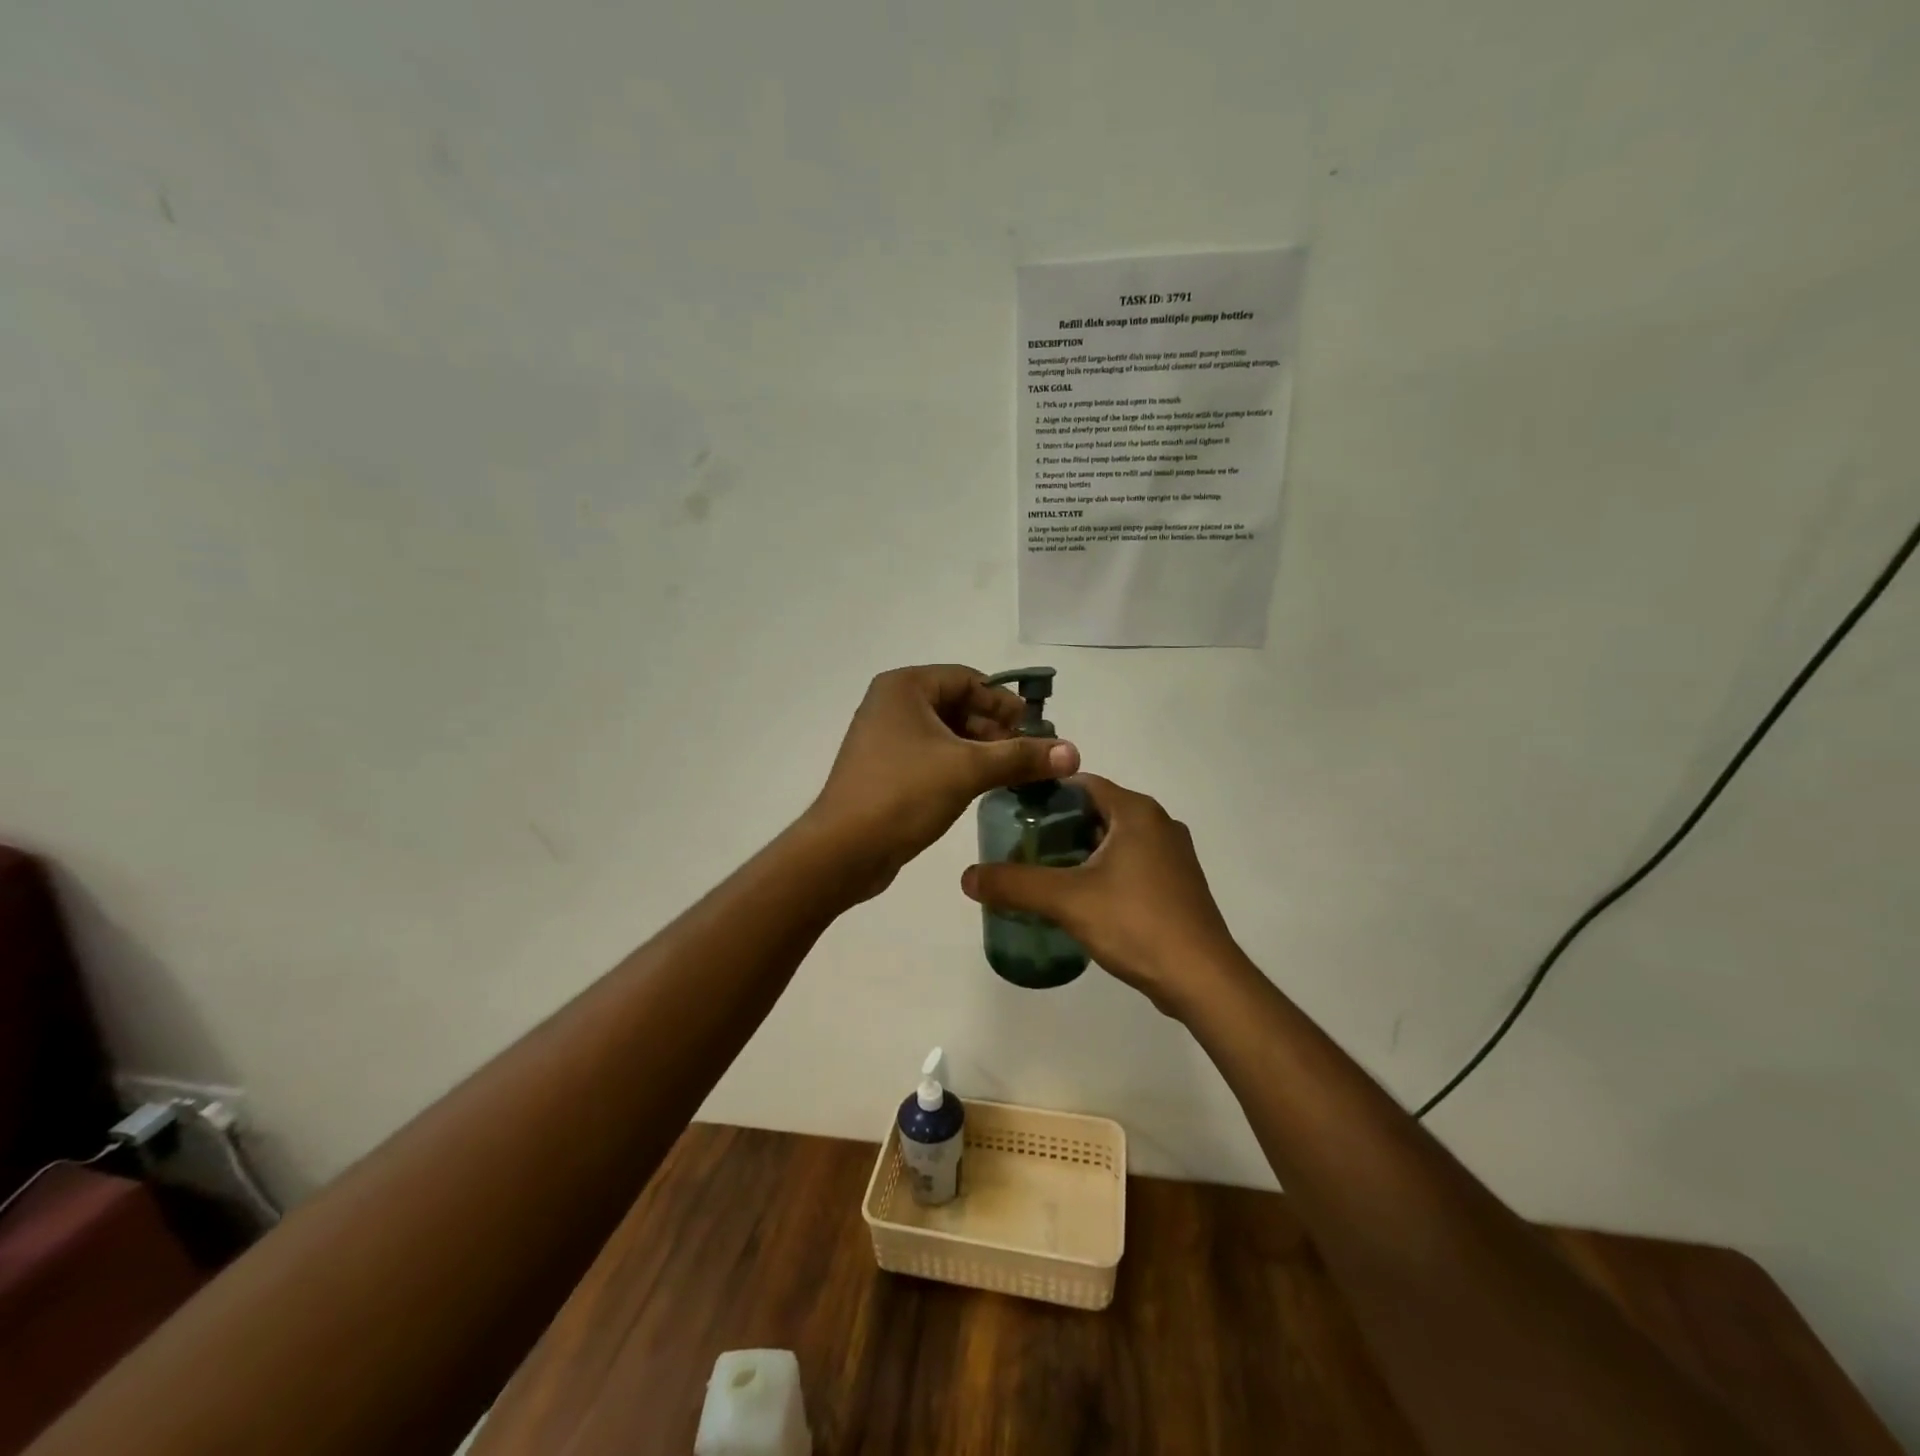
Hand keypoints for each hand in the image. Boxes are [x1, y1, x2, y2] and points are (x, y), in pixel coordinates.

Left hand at [805, 665, 1079, 898]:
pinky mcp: (886, 770)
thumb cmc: (903, 794)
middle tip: (1030, 758)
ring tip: (1013, 776)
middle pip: (959, 706)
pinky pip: (933, 757)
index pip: (969, 680)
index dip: (1006, 704)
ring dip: (982, 752)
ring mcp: (885, 738)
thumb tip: (1074, 751)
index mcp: (905, 687)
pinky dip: (960, 767)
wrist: (843, 851)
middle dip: (997, 731)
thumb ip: (1021, 757)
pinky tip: (983, 789)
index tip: (1037, 733)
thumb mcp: (968, 770)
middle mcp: (892, 705)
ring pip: (947, 734)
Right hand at [960, 775, 1246, 1015]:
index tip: (1013, 813)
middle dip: (1059, 827)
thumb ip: (1015, 884)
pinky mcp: (1176, 885)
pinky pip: (1130, 864)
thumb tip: (967, 877)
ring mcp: (1172, 856)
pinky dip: (1103, 871)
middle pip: (1097, 811)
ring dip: (1080, 851)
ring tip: (1042, 872)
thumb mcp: (1067, 900)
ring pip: (1114, 841)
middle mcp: (1159, 824)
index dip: (1046, 794)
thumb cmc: (1136, 923)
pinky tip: (1079, 898)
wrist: (1201, 978)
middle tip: (1020, 846)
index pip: (1082, 783)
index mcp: (1137, 812)